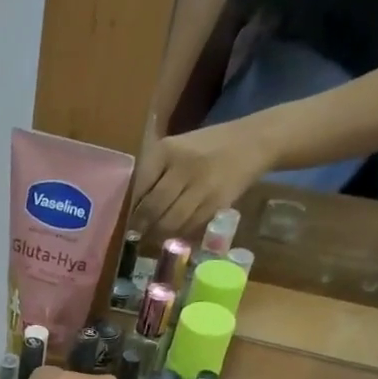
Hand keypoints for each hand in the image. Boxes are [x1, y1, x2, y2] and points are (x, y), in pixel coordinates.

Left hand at [130, 117, 279, 242]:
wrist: (253, 142)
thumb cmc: (205, 148)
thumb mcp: (176, 148)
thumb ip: (153, 173)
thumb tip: (129, 207)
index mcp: (166, 150)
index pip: (139, 186)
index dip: (130, 207)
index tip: (124, 218)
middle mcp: (183, 166)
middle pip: (152, 208)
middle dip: (141, 226)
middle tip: (136, 234)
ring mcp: (202, 185)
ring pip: (170, 221)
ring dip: (158, 234)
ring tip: (152, 236)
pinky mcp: (217, 202)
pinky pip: (190, 226)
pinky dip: (178, 233)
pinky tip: (174, 232)